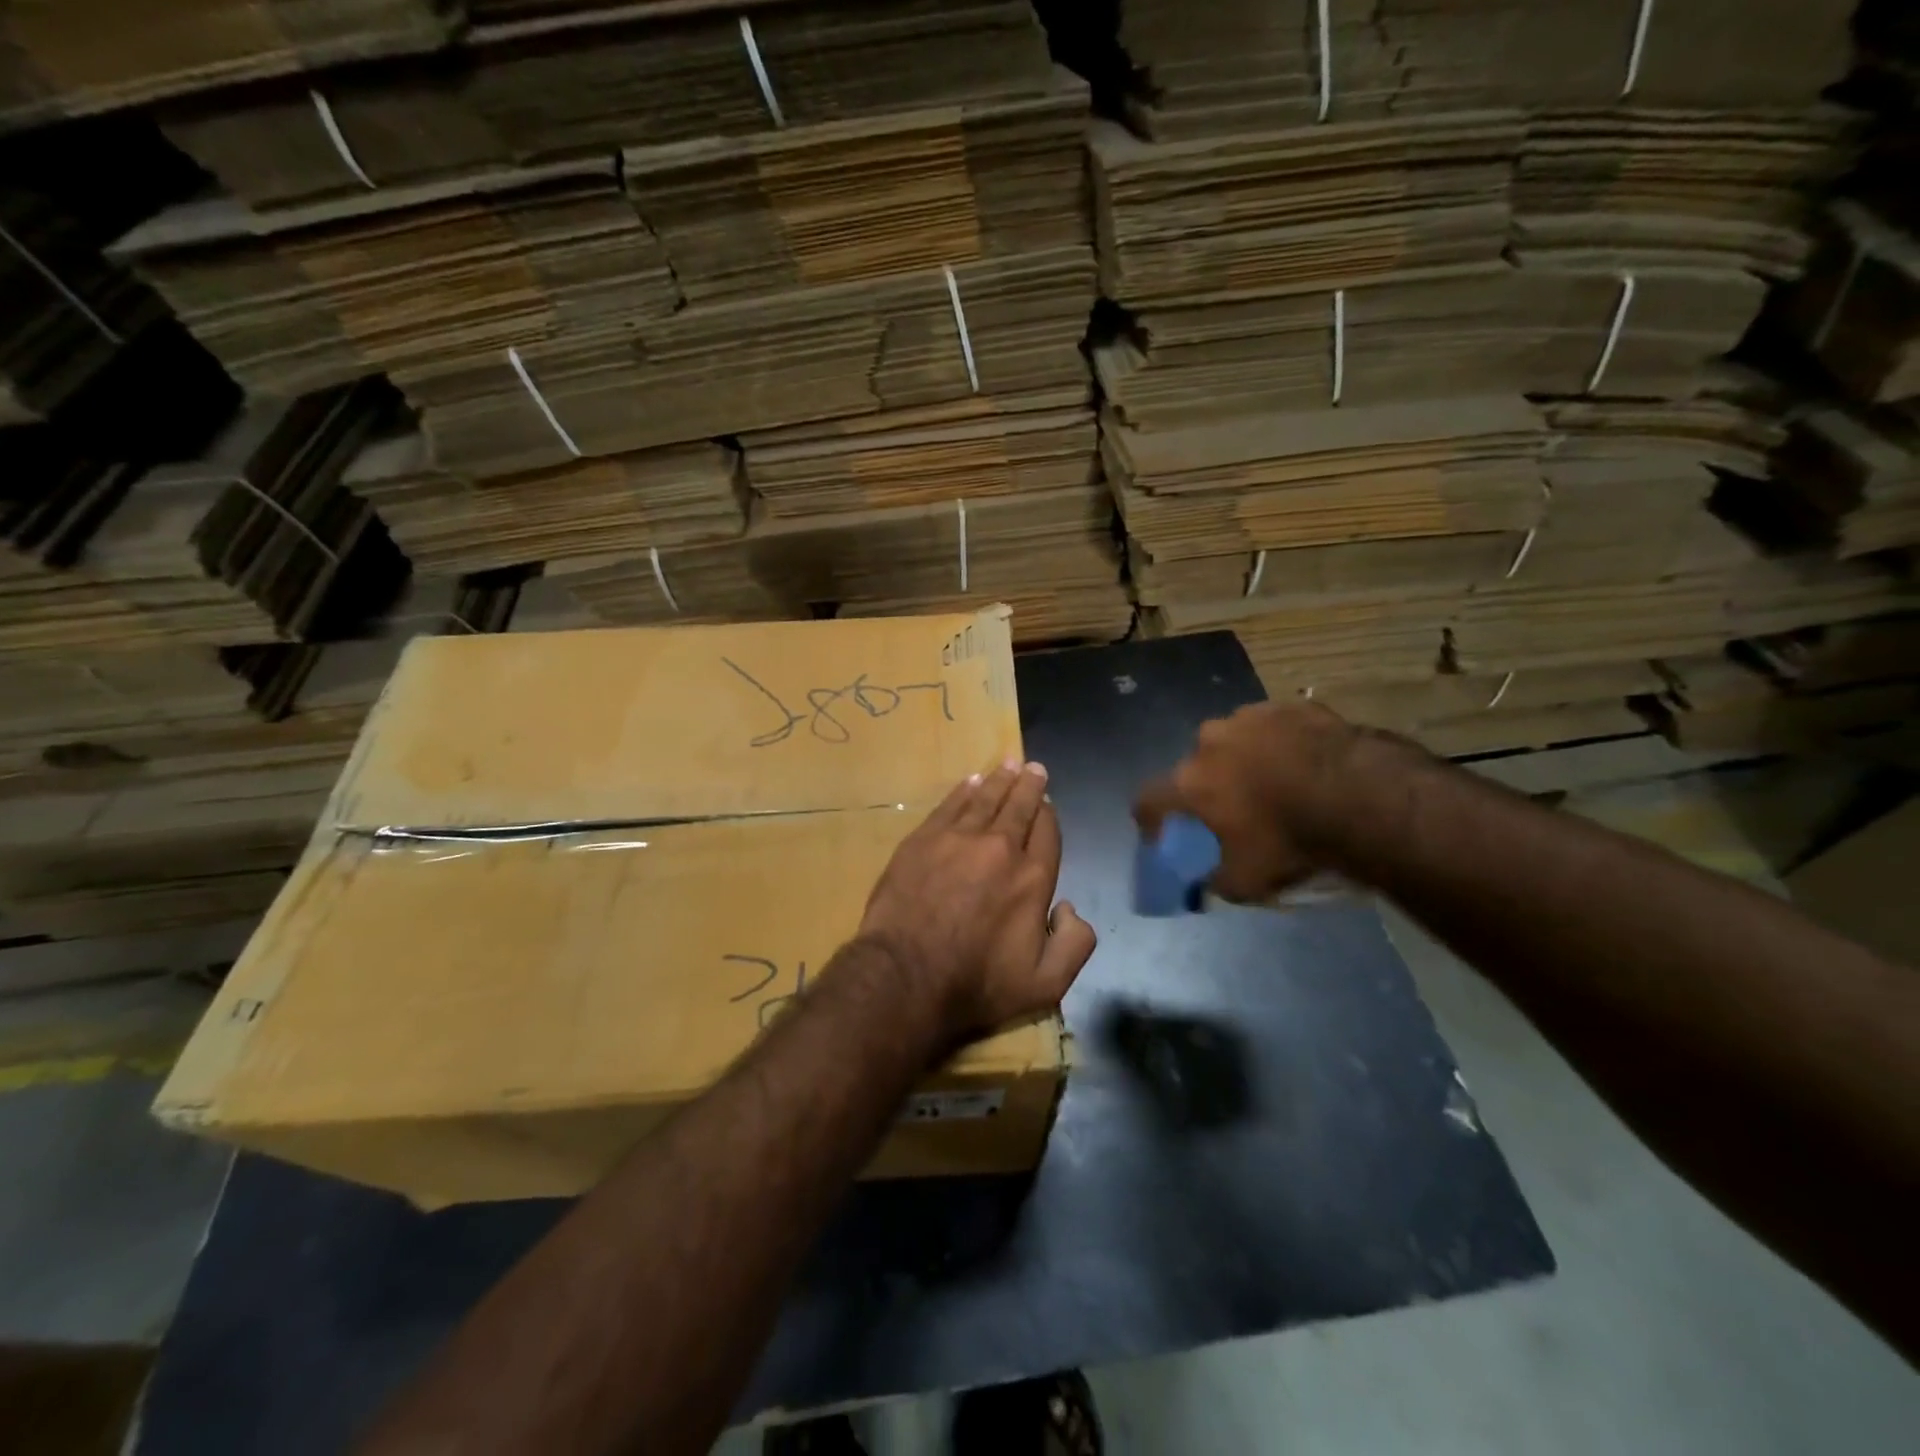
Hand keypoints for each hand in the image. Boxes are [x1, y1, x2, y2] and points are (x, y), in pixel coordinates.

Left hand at [857, 759, 1097, 1038]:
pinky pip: (949, 805)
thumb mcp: (1046, 984)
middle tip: (1033, 768)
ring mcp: (958, 839)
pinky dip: (963, 791)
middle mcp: (1000, 848)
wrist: (906, 976)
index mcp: (1033, 878)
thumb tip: (1070, 908)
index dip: (1048, 815)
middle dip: (1029, 785)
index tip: (1047, 802)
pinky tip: (970, 782)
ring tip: (1008, 764)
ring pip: (985, 798)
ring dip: (999, 780)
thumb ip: (1075, 945)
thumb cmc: (977, 984)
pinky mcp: (922, 840)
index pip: (1047, 833)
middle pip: (1019, 806)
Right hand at [1134, 700, 1362, 901]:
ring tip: (1273, 780)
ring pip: (1235, 739)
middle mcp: (1211, 742)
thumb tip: (1205, 886)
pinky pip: (1275, 727)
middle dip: (1208, 784)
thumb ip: (1217, 884)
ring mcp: (1252, 718)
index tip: (1159, 834)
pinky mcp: (1292, 707)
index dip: (1149, 818)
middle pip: (1196, 764)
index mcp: (1191, 782)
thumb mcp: (1249, 881)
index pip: (1149, 798)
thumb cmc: (1291, 840)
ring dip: (1243, 758)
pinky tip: (1304, 763)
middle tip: (1232, 806)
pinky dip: (1281, 744)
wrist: (1361, 796)